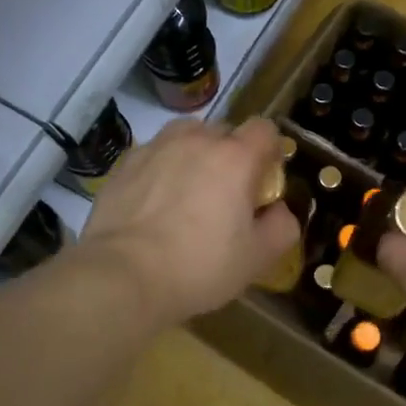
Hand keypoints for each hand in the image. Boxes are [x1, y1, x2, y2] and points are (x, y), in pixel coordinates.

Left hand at [81, 115, 298, 324]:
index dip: (269, 151)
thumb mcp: (257, 258)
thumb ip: (282, 228)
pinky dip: (161, 167)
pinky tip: (154, 200)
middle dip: (231, 154)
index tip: (263, 180)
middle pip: (224, 131)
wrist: (124, 275)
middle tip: (226, 193)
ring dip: (194, 153)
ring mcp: (156, 148)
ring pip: (185, 135)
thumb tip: (279, 211)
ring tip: (188, 188)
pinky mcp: (125, 163)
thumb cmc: (199, 266)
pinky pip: (154, 153)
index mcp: (235, 158)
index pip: (264, 129)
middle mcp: (196, 141)